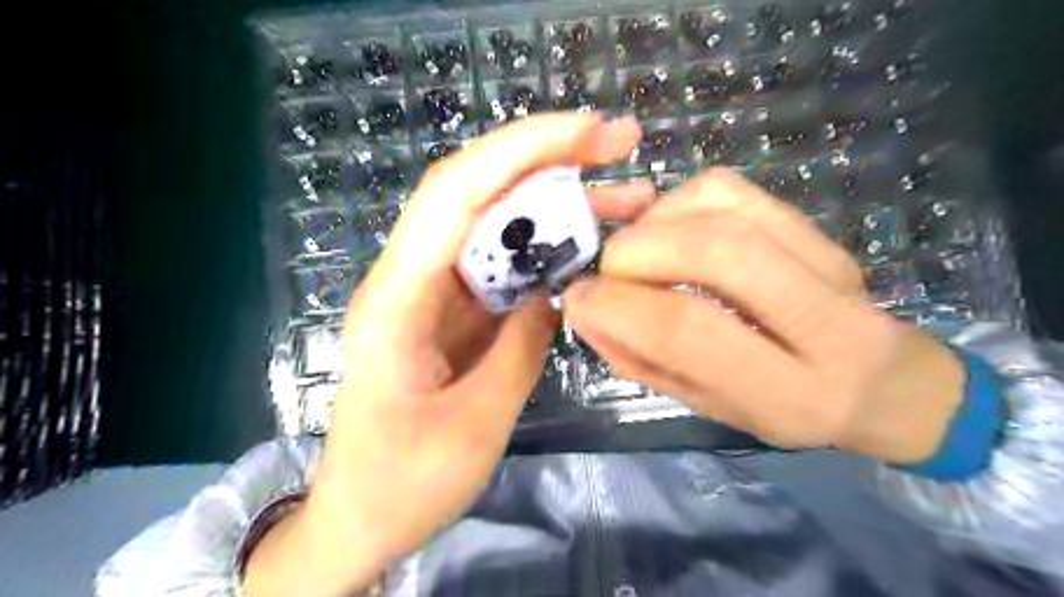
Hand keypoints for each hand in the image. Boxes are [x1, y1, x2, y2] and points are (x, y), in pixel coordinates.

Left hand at [243, 112, 652, 596]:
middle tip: (621, 143)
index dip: (522, 150)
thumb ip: (520, 349)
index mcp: (398, 298)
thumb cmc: (403, 484)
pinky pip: (505, 265)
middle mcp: (411, 277)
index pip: (456, 193)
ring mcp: (434, 292)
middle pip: (477, 192)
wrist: (360, 517)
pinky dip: (549, 249)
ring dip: (560, 204)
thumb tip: (556, 292)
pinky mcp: (453, 311)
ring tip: (629, 196)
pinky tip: (592, 248)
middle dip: (549, 158)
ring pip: (496, 225)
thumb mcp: (474, 426)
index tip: (588, 132)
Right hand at [565, 167, 966, 461]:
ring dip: (654, 226)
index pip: (688, 331)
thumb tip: (585, 311)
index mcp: (792, 392)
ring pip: (721, 208)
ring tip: (637, 256)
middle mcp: (822, 321)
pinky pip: (728, 189)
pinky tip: (668, 230)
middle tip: (607, 276)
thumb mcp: (710, 406)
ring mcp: (826, 259)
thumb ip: (645, 361)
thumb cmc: (786, 406)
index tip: (577, 298)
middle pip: (713, 252)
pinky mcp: (812, 224)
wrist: (883, 379)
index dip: (617, 307)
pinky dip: (678, 202)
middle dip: (634, 255)